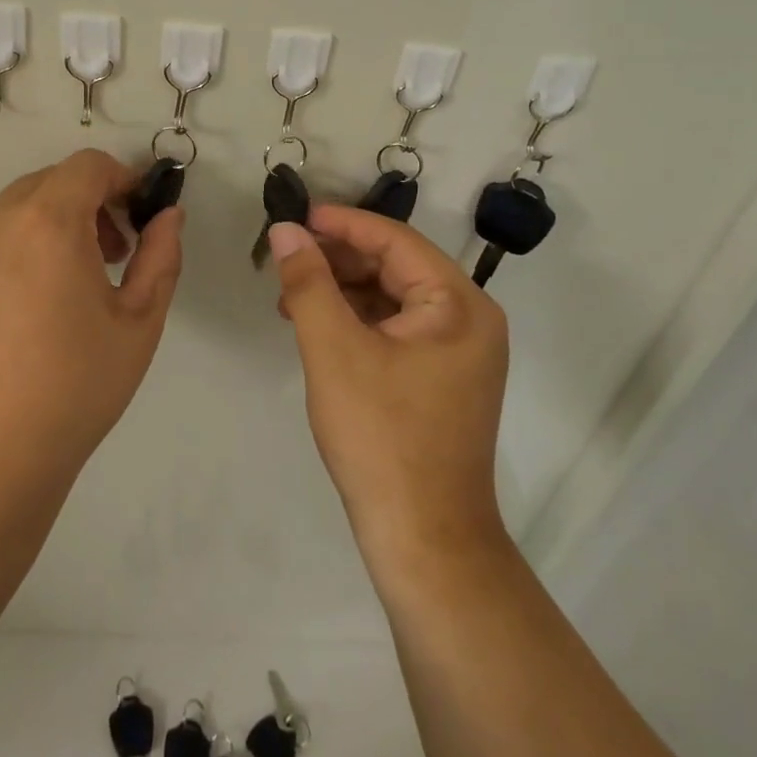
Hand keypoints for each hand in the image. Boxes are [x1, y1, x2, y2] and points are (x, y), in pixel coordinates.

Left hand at [0, 150, 183, 490]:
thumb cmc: (71, 390)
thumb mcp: (138, 324)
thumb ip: (161, 256)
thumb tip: (168, 215)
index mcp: (48, 222)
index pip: (88, 166)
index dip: (120, 180)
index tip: (134, 219)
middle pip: (47, 184)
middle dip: (85, 205)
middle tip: (105, 259)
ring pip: (9, 213)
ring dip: (43, 229)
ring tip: (56, 292)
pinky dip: (5, 255)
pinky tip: (10, 318)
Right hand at [267, 210, 508, 558]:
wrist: (424, 540)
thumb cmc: (380, 437)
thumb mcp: (334, 351)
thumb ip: (308, 282)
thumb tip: (285, 230)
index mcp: (458, 304)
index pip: (395, 239)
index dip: (341, 224)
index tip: (293, 217)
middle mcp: (470, 318)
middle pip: (396, 266)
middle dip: (338, 260)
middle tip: (286, 260)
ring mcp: (459, 351)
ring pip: (393, 297)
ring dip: (343, 290)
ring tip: (291, 297)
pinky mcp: (443, 377)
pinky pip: (397, 329)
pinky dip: (357, 321)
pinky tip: (318, 327)